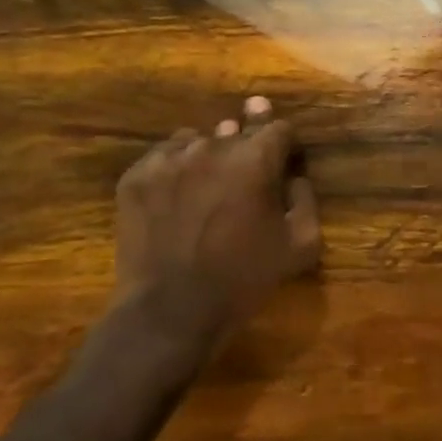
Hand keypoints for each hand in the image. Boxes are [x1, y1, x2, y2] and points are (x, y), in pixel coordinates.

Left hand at [98, 97, 321, 378]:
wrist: (169, 312)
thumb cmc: (243, 280)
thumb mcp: (300, 246)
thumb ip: (305, 200)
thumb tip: (294, 176)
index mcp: (255, 158)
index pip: (277, 128)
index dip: (284, 142)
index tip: (283, 157)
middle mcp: (212, 146)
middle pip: (236, 131)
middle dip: (246, 149)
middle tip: (245, 177)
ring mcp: (168, 159)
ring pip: (197, 141)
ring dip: (209, 157)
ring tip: (208, 189)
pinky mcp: (136, 176)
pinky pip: (163, 158)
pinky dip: (175, 170)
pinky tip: (178, 199)